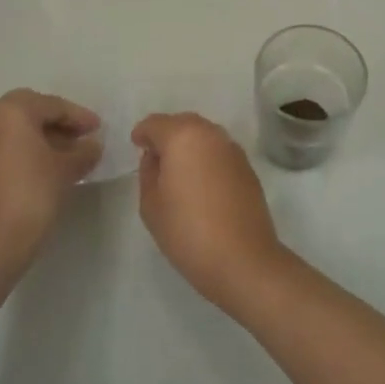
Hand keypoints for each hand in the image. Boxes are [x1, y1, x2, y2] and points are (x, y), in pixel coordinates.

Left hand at [0, 90, 101, 286]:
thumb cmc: (31, 195)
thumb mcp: (65, 170)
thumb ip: (83, 151)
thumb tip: (92, 145)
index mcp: (10, 111)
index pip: (52, 105)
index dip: (79, 116)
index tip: (100, 129)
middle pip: (32, 111)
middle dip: (60, 122)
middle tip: (85, 136)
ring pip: (19, 129)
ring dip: (46, 136)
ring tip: (73, 154)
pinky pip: (8, 144)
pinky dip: (30, 149)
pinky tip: (51, 166)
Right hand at [131, 113, 287, 309]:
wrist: (243, 260)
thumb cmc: (188, 232)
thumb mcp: (151, 204)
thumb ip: (148, 173)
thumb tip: (156, 158)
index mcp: (183, 136)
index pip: (156, 123)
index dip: (142, 133)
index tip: (136, 146)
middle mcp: (211, 134)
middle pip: (183, 123)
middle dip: (167, 135)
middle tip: (155, 157)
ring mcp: (233, 149)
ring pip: (204, 136)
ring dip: (189, 145)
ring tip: (178, 171)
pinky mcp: (248, 168)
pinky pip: (220, 152)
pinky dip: (207, 158)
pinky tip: (201, 182)